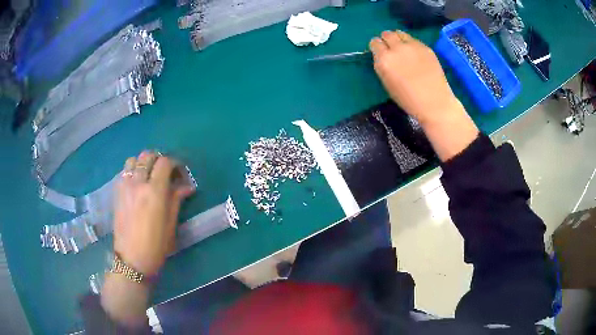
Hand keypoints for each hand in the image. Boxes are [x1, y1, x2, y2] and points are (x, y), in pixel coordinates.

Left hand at [114, 151, 194, 275]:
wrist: (132, 259)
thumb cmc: (156, 245)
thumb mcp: (171, 223)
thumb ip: (176, 199)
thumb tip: (186, 186)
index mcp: (154, 192)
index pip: (165, 162)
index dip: (175, 163)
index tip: (179, 173)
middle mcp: (138, 183)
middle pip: (148, 156)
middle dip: (159, 159)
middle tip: (165, 173)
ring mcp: (125, 186)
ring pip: (133, 160)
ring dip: (144, 163)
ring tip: (149, 175)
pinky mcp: (117, 192)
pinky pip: (124, 171)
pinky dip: (133, 170)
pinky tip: (137, 183)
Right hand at [369, 31, 459, 123]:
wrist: (434, 103)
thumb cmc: (408, 99)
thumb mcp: (387, 83)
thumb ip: (382, 66)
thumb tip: (381, 56)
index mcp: (384, 59)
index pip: (374, 42)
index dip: (377, 47)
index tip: (380, 52)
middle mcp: (397, 48)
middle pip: (387, 34)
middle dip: (386, 40)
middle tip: (391, 49)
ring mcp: (413, 46)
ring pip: (400, 33)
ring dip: (398, 38)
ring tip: (403, 48)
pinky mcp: (425, 47)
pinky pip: (413, 39)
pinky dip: (411, 44)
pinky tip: (416, 55)